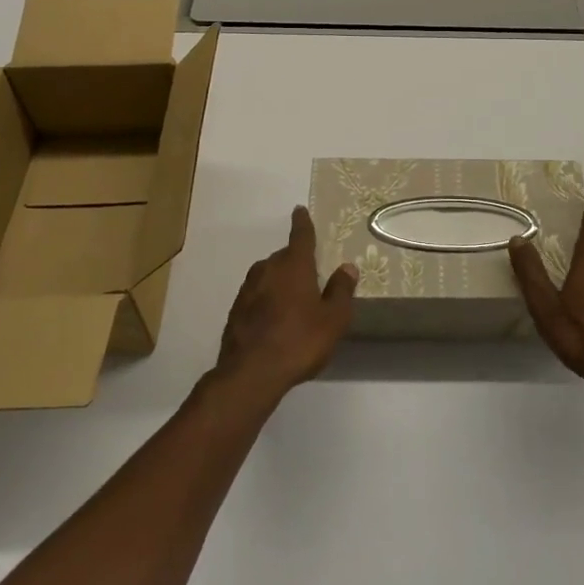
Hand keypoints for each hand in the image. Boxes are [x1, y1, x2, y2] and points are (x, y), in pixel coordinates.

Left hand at [215, 206, 357, 401]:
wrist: (250, 374)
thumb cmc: (299, 340)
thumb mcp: (333, 319)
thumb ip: (341, 291)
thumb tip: (347, 267)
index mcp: (294, 265)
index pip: (301, 236)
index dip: (302, 223)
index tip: (299, 210)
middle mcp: (268, 269)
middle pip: (284, 257)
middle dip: (296, 262)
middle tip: (309, 277)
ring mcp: (248, 289)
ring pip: (268, 276)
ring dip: (280, 282)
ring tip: (293, 303)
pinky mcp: (235, 311)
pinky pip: (256, 296)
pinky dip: (266, 301)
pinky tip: (274, 322)